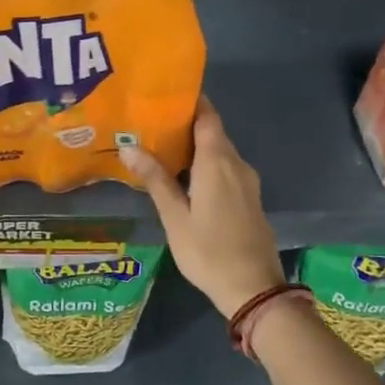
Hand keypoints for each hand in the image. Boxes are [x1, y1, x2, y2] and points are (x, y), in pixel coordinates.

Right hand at [120, 99, 285, 317]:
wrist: (254, 289)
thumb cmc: (209, 252)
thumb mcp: (175, 218)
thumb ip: (155, 180)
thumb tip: (129, 146)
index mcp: (217, 163)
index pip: (207, 116)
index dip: (190, 101)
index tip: (165, 94)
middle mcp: (236, 164)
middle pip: (212, 132)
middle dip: (185, 123)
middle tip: (152, 121)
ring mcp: (247, 182)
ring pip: (219, 151)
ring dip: (195, 145)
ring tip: (162, 146)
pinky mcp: (250, 198)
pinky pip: (226, 168)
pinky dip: (206, 163)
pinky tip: (185, 175)